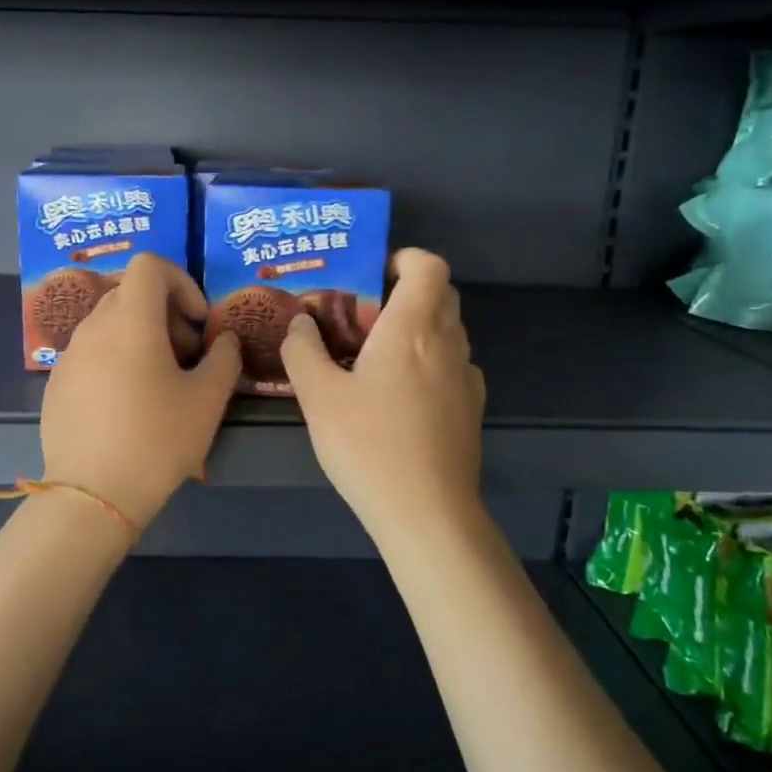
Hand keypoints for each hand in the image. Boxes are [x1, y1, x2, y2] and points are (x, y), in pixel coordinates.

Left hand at [41, 254, 241, 530]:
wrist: (93, 496)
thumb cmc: (157, 441)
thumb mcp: (208, 400)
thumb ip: (224, 358)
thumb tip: (224, 340)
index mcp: (131, 321)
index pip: (150, 265)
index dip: (181, 281)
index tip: (197, 321)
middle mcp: (94, 327)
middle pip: (131, 292)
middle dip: (165, 312)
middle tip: (186, 355)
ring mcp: (70, 355)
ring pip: (110, 322)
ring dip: (140, 335)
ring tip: (159, 382)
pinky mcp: (56, 382)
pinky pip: (91, 351)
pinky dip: (115, 357)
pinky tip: (127, 404)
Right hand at [282, 248, 484, 537]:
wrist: (427, 513)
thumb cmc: (368, 444)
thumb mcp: (318, 396)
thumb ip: (303, 350)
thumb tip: (301, 323)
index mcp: (413, 327)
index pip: (428, 265)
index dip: (403, 258)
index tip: (370, 275)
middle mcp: (448, 342)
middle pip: (439, 294)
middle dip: (402, 293)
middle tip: (360, 317)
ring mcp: (465, 377)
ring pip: (445, 331)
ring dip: (413, 329)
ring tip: (371, 358)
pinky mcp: (470, 408)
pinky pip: (449, 365)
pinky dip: (425, 362)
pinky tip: (395, 398)